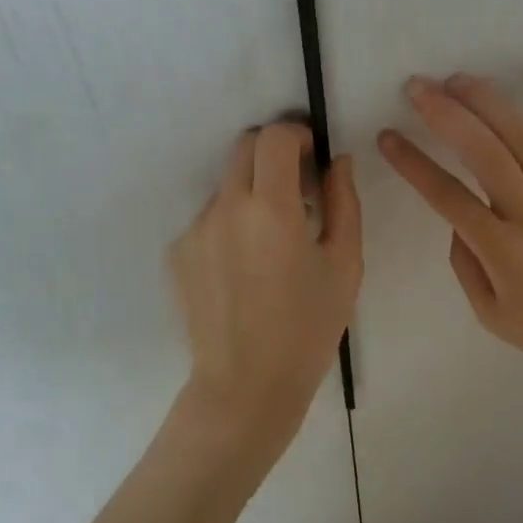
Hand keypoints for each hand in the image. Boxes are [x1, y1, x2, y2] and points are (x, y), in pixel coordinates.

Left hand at [169, 122, 362, 462]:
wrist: (245, 387)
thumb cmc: (307, 328)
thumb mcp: (344, 265)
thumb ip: (344, 202)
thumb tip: (337, 160)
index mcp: (270, 208)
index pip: (274, 137)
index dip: (296, 135)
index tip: (311, 157)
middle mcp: (225, 207)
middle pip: (244, 148)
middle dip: (272, 155)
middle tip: (297, 190)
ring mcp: (195, 229)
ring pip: (227, 185)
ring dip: (252, 193)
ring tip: (270, 243)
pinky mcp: (177, 251)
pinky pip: (209, 218)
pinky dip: (230, 224)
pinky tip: (244, 268)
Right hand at [377, 66, 522, 393]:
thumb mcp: (493, 316)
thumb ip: (465, 262)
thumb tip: (456, 216)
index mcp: (504, 252)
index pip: (447, 196)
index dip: (412, 164)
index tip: (387, 136)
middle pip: (484, 154)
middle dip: (446, 115)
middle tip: (417, 87)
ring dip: (488, 103)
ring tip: (458, 78)